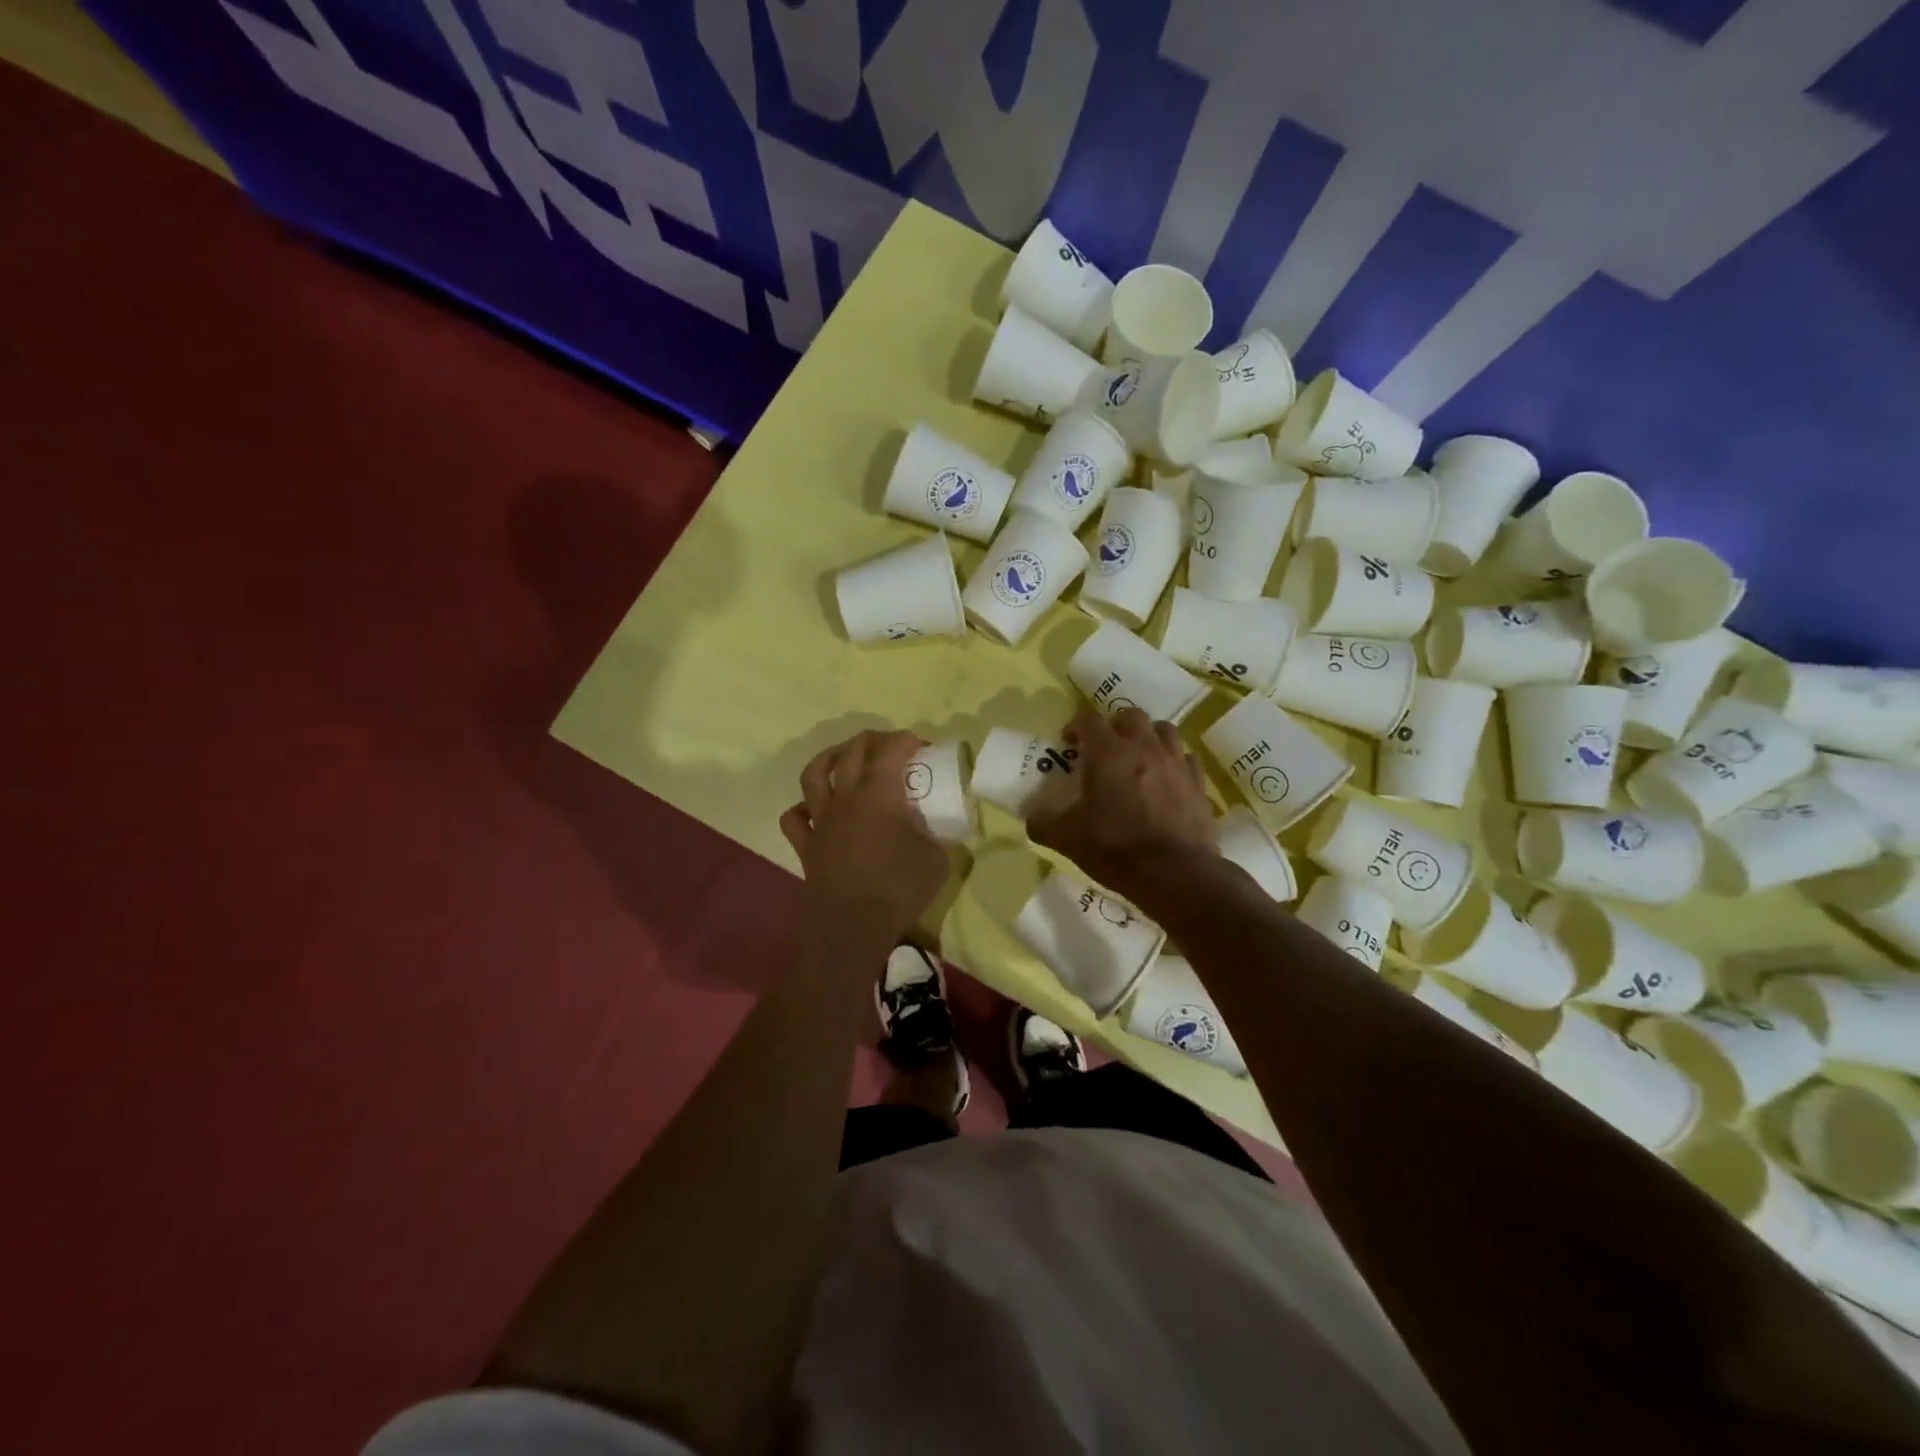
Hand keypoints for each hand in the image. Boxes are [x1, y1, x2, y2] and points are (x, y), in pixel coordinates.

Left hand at [780, 730, 949, 937]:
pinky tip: (814, 809)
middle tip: (888, 745)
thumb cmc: (898, 887)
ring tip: (842, 758)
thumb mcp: (936, 859)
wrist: (852, 924)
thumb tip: (932, 831)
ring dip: (829, 758)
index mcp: (880, 793)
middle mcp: (846, 797)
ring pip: (814, 774)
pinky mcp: (806, 845)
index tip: (922, 747)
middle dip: (872, 740)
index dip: (907, 740)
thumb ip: (935, 836)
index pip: (891, 750)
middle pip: (851, 752)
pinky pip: (795, 818)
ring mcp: (821, 820)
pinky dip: (802, 808)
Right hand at [1027, 708, 1216, 903]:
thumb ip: (1043, 823)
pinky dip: (1174, 761)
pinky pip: (1186, 758)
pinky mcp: (1198, 782)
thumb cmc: (1115, 849)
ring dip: (1148, 737)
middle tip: (1105, 748)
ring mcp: (1176, 762)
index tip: (1070, 742)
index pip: (1089, 720)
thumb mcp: (1066, 839)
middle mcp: (1144, 747)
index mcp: (1107, 753)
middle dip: (1115, 726)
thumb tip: (1031, 818)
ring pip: (1163, 730)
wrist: (1175, 874)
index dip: (1076, 726)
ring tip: (1139, 757)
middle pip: (1130, 716)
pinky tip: (1167, 779)